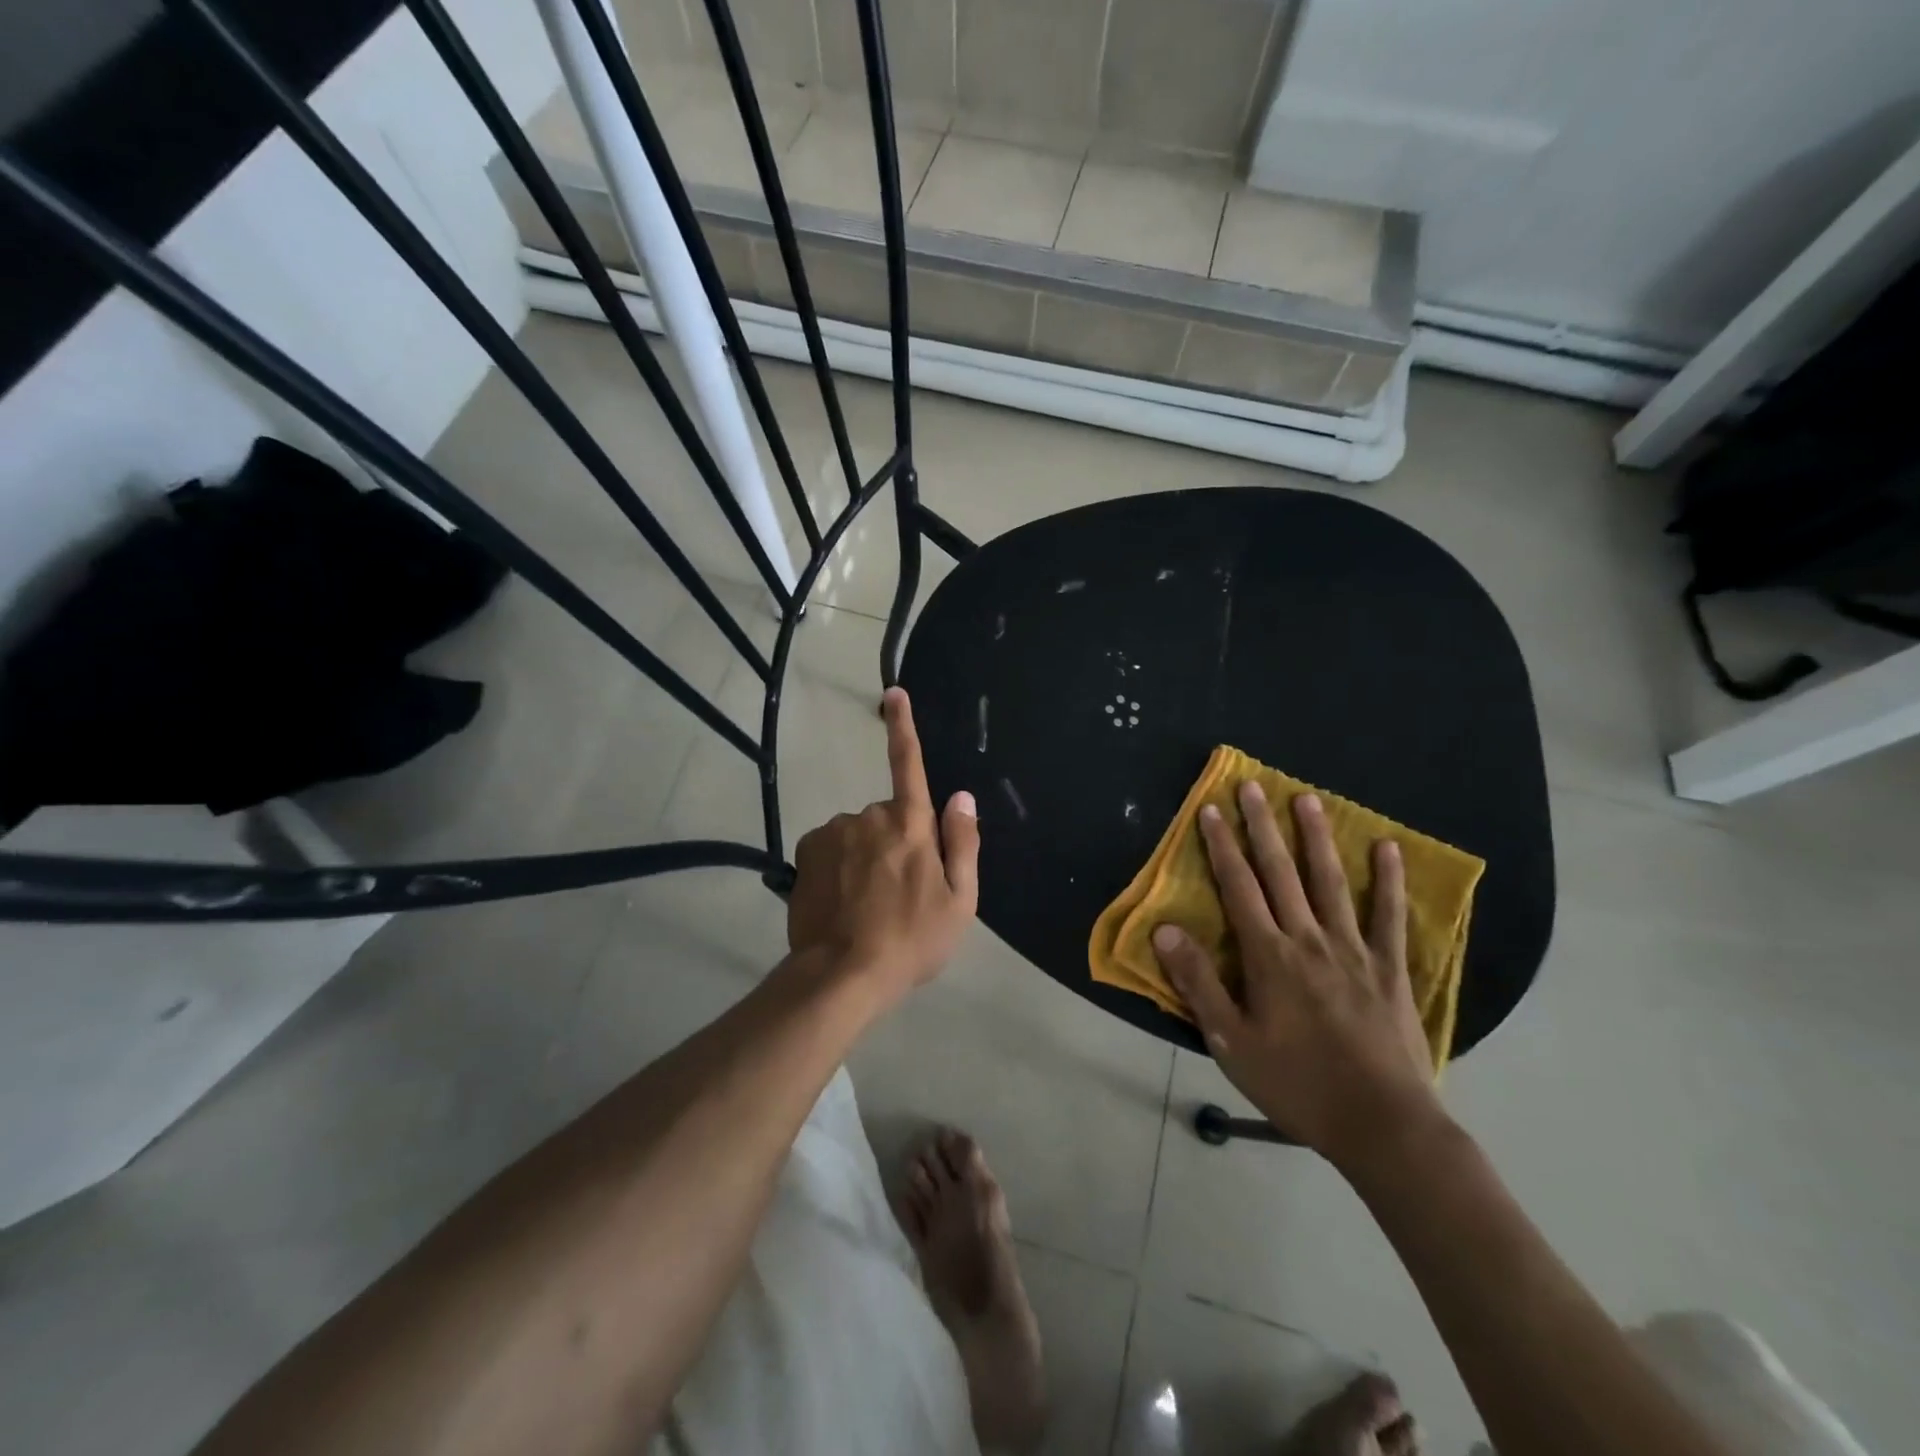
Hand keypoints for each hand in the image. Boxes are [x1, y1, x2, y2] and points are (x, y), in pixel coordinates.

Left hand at [787, 687, 979, 1001]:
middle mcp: (869, 816)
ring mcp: (834, 832)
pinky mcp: (806, 851)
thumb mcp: (960, 901)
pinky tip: (842, 901)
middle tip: (901, 892)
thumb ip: (963, 843)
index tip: (893, 692)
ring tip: (868, 905)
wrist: (843, 975)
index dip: (904, 726)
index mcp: (911, 824)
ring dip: (865, 856)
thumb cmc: (912, 940)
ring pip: (858, 833)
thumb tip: (962, 797)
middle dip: (896, 840)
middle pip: (889, 815)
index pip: (909, 764)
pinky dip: (838, 865)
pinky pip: (831, 847)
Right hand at [1150, 782, 1441, 1167]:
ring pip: (1331, 882)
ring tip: (1307, 799)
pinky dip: (1388, 881)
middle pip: (1281, 873)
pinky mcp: (1390, 969)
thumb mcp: (1232, 1042)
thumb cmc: (1298, 1085)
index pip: (1238, 888)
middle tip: (1252, 786)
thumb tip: (1165, 930)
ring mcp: (1354, 951)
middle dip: (1262, 827)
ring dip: (1316, 838)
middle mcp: (1309, 940)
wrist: (1383, 1126)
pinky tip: (1387, 849)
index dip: (1221, 847)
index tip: (1210, 809)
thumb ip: (1198, 983)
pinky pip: (1389, 917)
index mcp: (1269, 956)